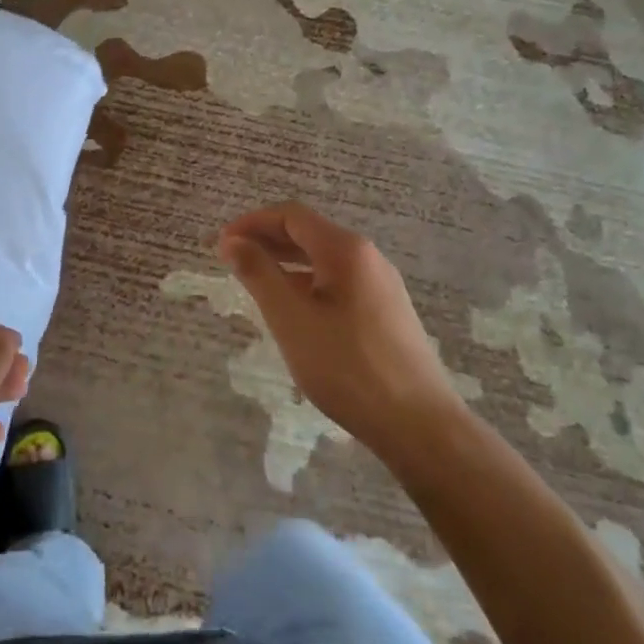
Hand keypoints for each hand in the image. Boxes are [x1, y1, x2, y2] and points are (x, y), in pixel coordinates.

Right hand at [219, 203, 458, 450]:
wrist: (421, 428)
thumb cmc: (348, 367)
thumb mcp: (291, 319)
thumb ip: (258, 274)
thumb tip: (232, 241)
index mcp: (345, 249)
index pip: (291, 216)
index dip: (252, 223)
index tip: (222, 244)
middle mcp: (367, 257)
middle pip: (309, 233)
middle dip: (267, 241)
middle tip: (232, 261)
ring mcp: (382, 285)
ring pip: (323, 260)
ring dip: (286, 263)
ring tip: (256, 284)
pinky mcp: (387, 313)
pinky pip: (338, 282)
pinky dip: (307, 284)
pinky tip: (294, 312)